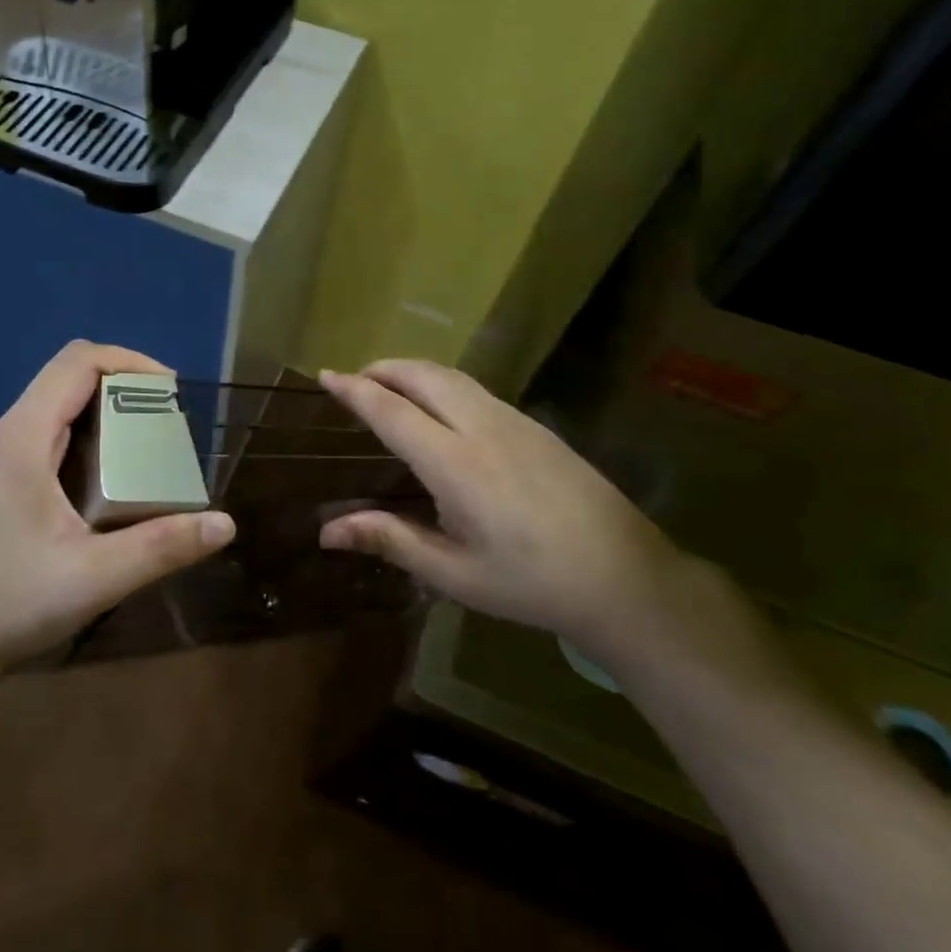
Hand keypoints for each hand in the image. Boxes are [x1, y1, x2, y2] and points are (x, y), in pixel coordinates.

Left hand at [0, 341, 235, 681]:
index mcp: (25, 436)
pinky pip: (55, 434)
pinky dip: (93, 437)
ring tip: (152, 447)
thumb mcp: (95, 577)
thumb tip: (225, 524)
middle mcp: (12, 433)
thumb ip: (162, 547)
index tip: (173, 393)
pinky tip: (115, 480)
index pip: (78, 361)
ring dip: (110, 412)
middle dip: (126, 387)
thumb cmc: (9, 603)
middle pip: (71, 377)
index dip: (130, 362)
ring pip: (62, 406)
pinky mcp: (6, 481)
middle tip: (170, 424)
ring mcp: (5, 457)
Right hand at [317, 360, 682, 650]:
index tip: (326, 376)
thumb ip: (389, 540)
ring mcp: (513, 421)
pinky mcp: (535, 426)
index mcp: (454, 463)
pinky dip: (441, 383)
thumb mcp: (453, 572)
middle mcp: (481, 428)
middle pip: (421, 376)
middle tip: (354, 380)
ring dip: (412, 371)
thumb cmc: (530, 582)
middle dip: (382, 369)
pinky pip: (475, 389)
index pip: (391, 411)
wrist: (625, 576)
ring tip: (389, 386)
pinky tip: (440, 408)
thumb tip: (326, 532)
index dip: (354, 390)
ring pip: (451, 376)